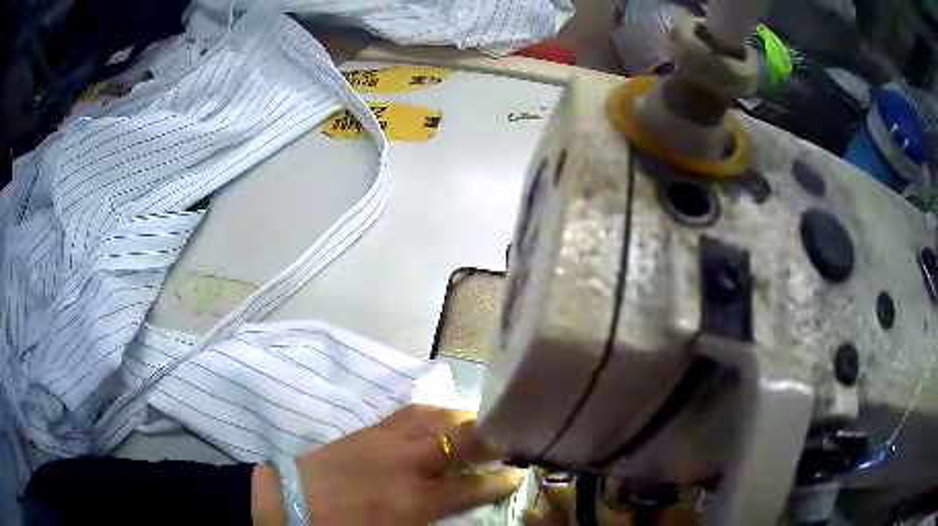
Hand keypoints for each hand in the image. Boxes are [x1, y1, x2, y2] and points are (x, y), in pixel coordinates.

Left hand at [253, 405, 523, 524]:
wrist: (295, 502)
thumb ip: (431, 519)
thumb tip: (456, 506)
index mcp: (415, 499)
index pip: (470, 487)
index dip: (498, 481)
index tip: (516, 474)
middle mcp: (408, 464)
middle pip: (460, 440)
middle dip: (488, 438)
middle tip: (504, 440)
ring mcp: (387, 441)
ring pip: (436, 418)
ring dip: (462, 419)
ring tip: (478, 423)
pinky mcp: (369, 429)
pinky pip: (408, 412)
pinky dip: (432, 411)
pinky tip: (439, 414)